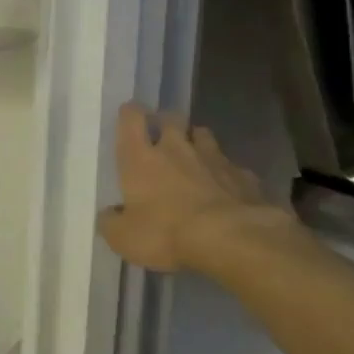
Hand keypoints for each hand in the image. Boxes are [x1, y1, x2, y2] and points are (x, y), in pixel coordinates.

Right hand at [97, 104, 289, 271]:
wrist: (233, 240)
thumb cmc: (167, 233)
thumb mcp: (124, 237)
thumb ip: (111, 222)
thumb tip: (109, 215)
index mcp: (141, 159)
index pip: (131, 119)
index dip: (130, 113)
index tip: (129, 114)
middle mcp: (176, 150)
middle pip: (171, 119)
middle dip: (166, 122)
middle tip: (162, 134)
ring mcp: (214, 160)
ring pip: (204, 136)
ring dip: (197, 141)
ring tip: (194, 155)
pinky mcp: (244, 177)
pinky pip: (232, 167)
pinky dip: (226, 173)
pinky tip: (226, 188)